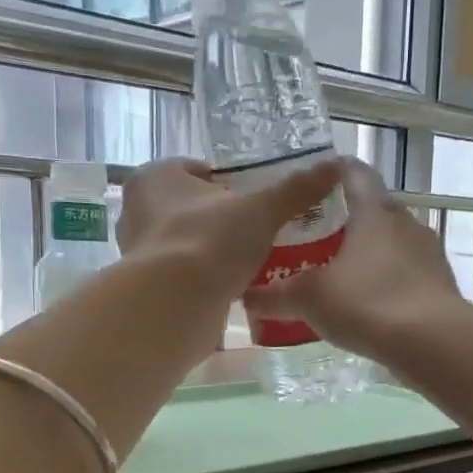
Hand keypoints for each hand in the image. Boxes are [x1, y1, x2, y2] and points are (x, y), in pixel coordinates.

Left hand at [117, 155, 344, 301]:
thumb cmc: (210, 242)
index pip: (196, 171)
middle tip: (259, 231)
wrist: (175, 306)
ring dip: (214, 251)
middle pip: (191, 209)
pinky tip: (234, 288)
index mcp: (154, 178)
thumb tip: (335, 165)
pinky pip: (185, 276)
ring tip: (252, 260)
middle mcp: (137, 212)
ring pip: (188, 244)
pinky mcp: (149, 289)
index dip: (229, 183)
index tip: (256, 199)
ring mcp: (140, 254)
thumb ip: (295, 190)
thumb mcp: (262, 211)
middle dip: (222, 219)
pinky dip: (206, 280)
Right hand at [246, 158, 469, 360]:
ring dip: (370, 256)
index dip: (333, 171)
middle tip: (316, 239)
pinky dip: (388, 284)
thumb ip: (277, 295)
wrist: (433, 343)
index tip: (313, 181)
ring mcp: (429, 255)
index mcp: (375, 210)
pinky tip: (370, 308)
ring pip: (393, 245)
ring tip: (341, 277)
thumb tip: (246, 296)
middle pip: (374, 210)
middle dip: (347, 222)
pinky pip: (407, 276)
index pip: (354, 172)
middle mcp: (407, 223)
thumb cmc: (367, 303)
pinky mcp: (441, 286)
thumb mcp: (310, 298)